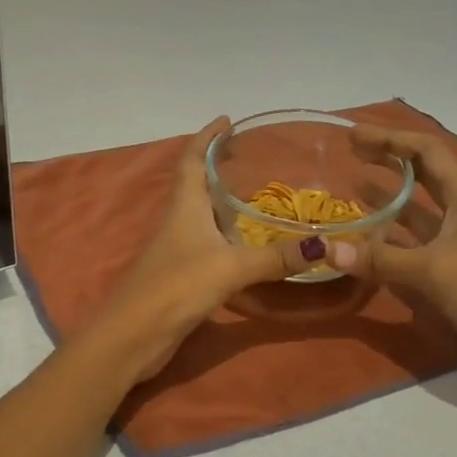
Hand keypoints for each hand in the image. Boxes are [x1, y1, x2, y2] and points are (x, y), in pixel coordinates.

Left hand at [95, 117, 320, 380]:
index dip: (206, 137)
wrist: (132, 337)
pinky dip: (227, 233)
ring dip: (224, 199)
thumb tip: (325, 246)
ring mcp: (177, 248)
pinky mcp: (182, 274)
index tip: (226, 120)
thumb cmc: (175, 288)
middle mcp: (178, 220)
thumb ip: (275, 258)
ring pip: (202, 213)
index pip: (192, 159)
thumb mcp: (230, 268)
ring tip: (258, 192)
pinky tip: (248, 242)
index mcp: (184, 207)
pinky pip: (208, 242)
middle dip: (219, 165)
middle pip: (196, 183)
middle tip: (253, 155)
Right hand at [334, 126, 456, 397]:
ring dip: (386, 201)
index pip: (427, 152)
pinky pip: (412, 248)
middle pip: (421, 176)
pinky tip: (364, 244)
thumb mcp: (435, 270)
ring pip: (415, 213)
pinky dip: (388, 242)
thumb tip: (327, 250)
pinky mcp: (451, 274)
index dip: (392, 139)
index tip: (355, 137)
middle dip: (387, 161)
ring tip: (350, 190)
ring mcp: (456, 244)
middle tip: (350, 154)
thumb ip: (382, 260)